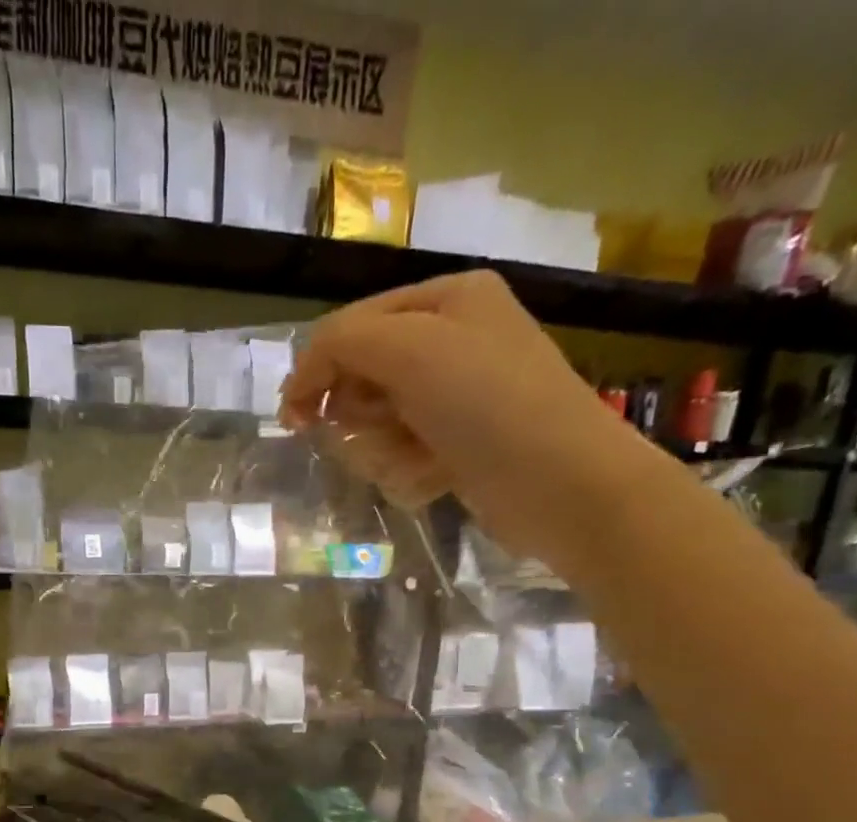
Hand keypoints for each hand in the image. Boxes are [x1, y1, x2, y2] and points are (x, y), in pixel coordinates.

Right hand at [279, 270, 675, 575]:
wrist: (563, 485)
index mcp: (445, 300)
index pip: (351, 327)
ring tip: (419, 458)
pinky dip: (409, 473)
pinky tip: (437, 479)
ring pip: (376, 427)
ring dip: (384, 450)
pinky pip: (401, 459)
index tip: (293, 419)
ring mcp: (455, 400)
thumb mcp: (411, 351)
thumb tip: (301, 383)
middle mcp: (450, 343)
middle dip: (361, 414)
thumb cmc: (489, 405)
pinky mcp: (457, 449)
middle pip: (361, 380)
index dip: (317, 370)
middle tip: (383, 427)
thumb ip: (343, 344)